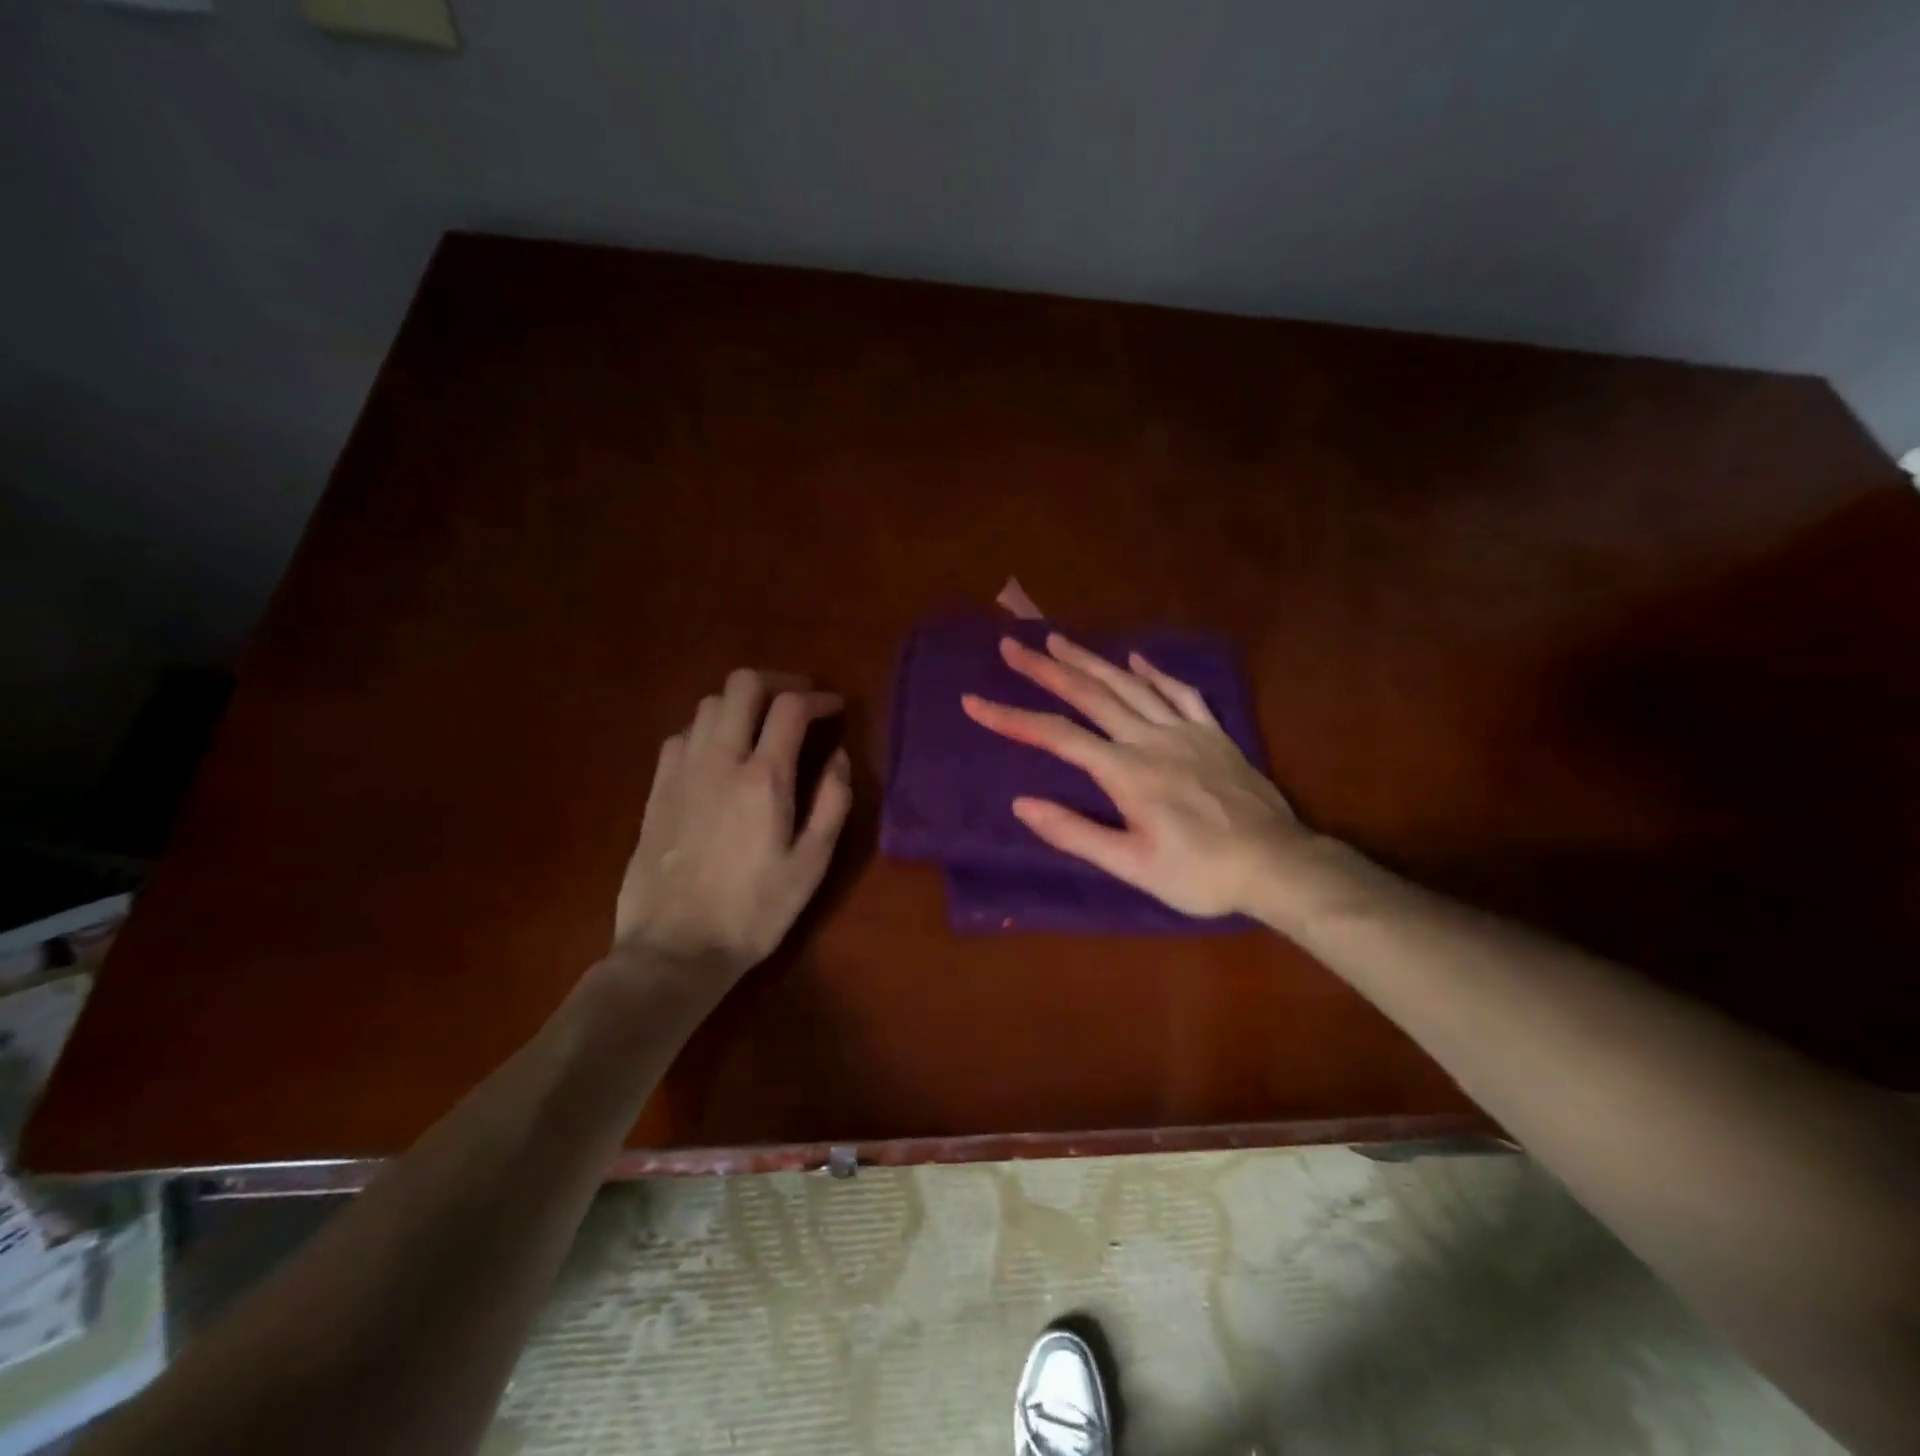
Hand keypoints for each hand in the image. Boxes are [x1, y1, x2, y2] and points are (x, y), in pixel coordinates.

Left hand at [614, 669, 852, 976]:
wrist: (675, 949)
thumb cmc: (754, 912)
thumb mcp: (812, 864)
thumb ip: (832, 803)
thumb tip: (838, 757)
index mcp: (764, 778)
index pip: (790, 707)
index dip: (818, 698)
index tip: (835, 708)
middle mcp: (719, 760)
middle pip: (742, 685)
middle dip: (777, 682)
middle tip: (799, 701)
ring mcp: (681, 772)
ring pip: (708, 704)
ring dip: (741, 703)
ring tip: (761, 725)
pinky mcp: (656, 789)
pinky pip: (680, 735)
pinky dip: (707, 728)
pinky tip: (718, 752)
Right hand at [962, 633, 1308, 918]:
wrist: (1276, 865)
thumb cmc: (1199, 873)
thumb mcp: (1132, 866)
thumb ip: (1075, 833)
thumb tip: (1022, 803)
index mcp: (1125, 772)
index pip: (1057, 735)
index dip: (1011, 718)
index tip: (974, 702)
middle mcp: (1150, 739)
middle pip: (1090, 694)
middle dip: (1045, 669)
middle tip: (1011, 647)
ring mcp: (1185, 731)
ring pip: (1130, 684)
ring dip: (1091, 659)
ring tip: (1057, 640)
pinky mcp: (1213, 734)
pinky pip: (1181, 692)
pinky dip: (1156, 672)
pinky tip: (1136, 659)